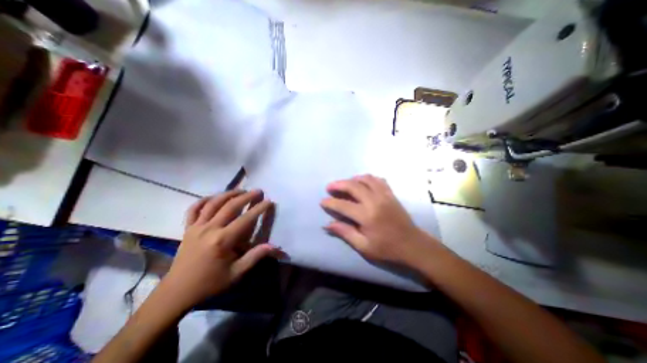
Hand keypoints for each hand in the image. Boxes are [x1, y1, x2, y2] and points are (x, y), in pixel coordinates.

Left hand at [159, 188, 283, 310]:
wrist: (177, 292)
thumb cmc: (210, 283)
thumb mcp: (236, 273)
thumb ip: (255, 257)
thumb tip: (275, 247)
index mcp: (223, 240)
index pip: (246, 219)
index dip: (259, 209)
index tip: (269, 201)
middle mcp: (210, 228)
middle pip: (230, 206)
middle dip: (246, 196)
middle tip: (258, 191)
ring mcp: (196, 227)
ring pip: (213, 203)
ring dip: (229, 194)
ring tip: (241, 190)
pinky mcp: (187, 228)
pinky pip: (194, 209)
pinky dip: (204, 200)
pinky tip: (214, 197)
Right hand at [322, 175, 441, 267]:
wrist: (413, 245)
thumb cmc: (387, 249)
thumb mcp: (364, 246)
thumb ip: (345, 233)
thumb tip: (327, 225)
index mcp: (367, 216)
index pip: (343, 205)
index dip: (331, 203)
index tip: (322, 201)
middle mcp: (375, 202)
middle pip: (353, 186)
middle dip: (339, 184)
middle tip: (329, 187)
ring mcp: (385, 195)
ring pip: (366, 179)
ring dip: (352, 179)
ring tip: (345, 184)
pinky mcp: (391, 194)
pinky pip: (378, 180)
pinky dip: (368, 178)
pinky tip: (362, 182)